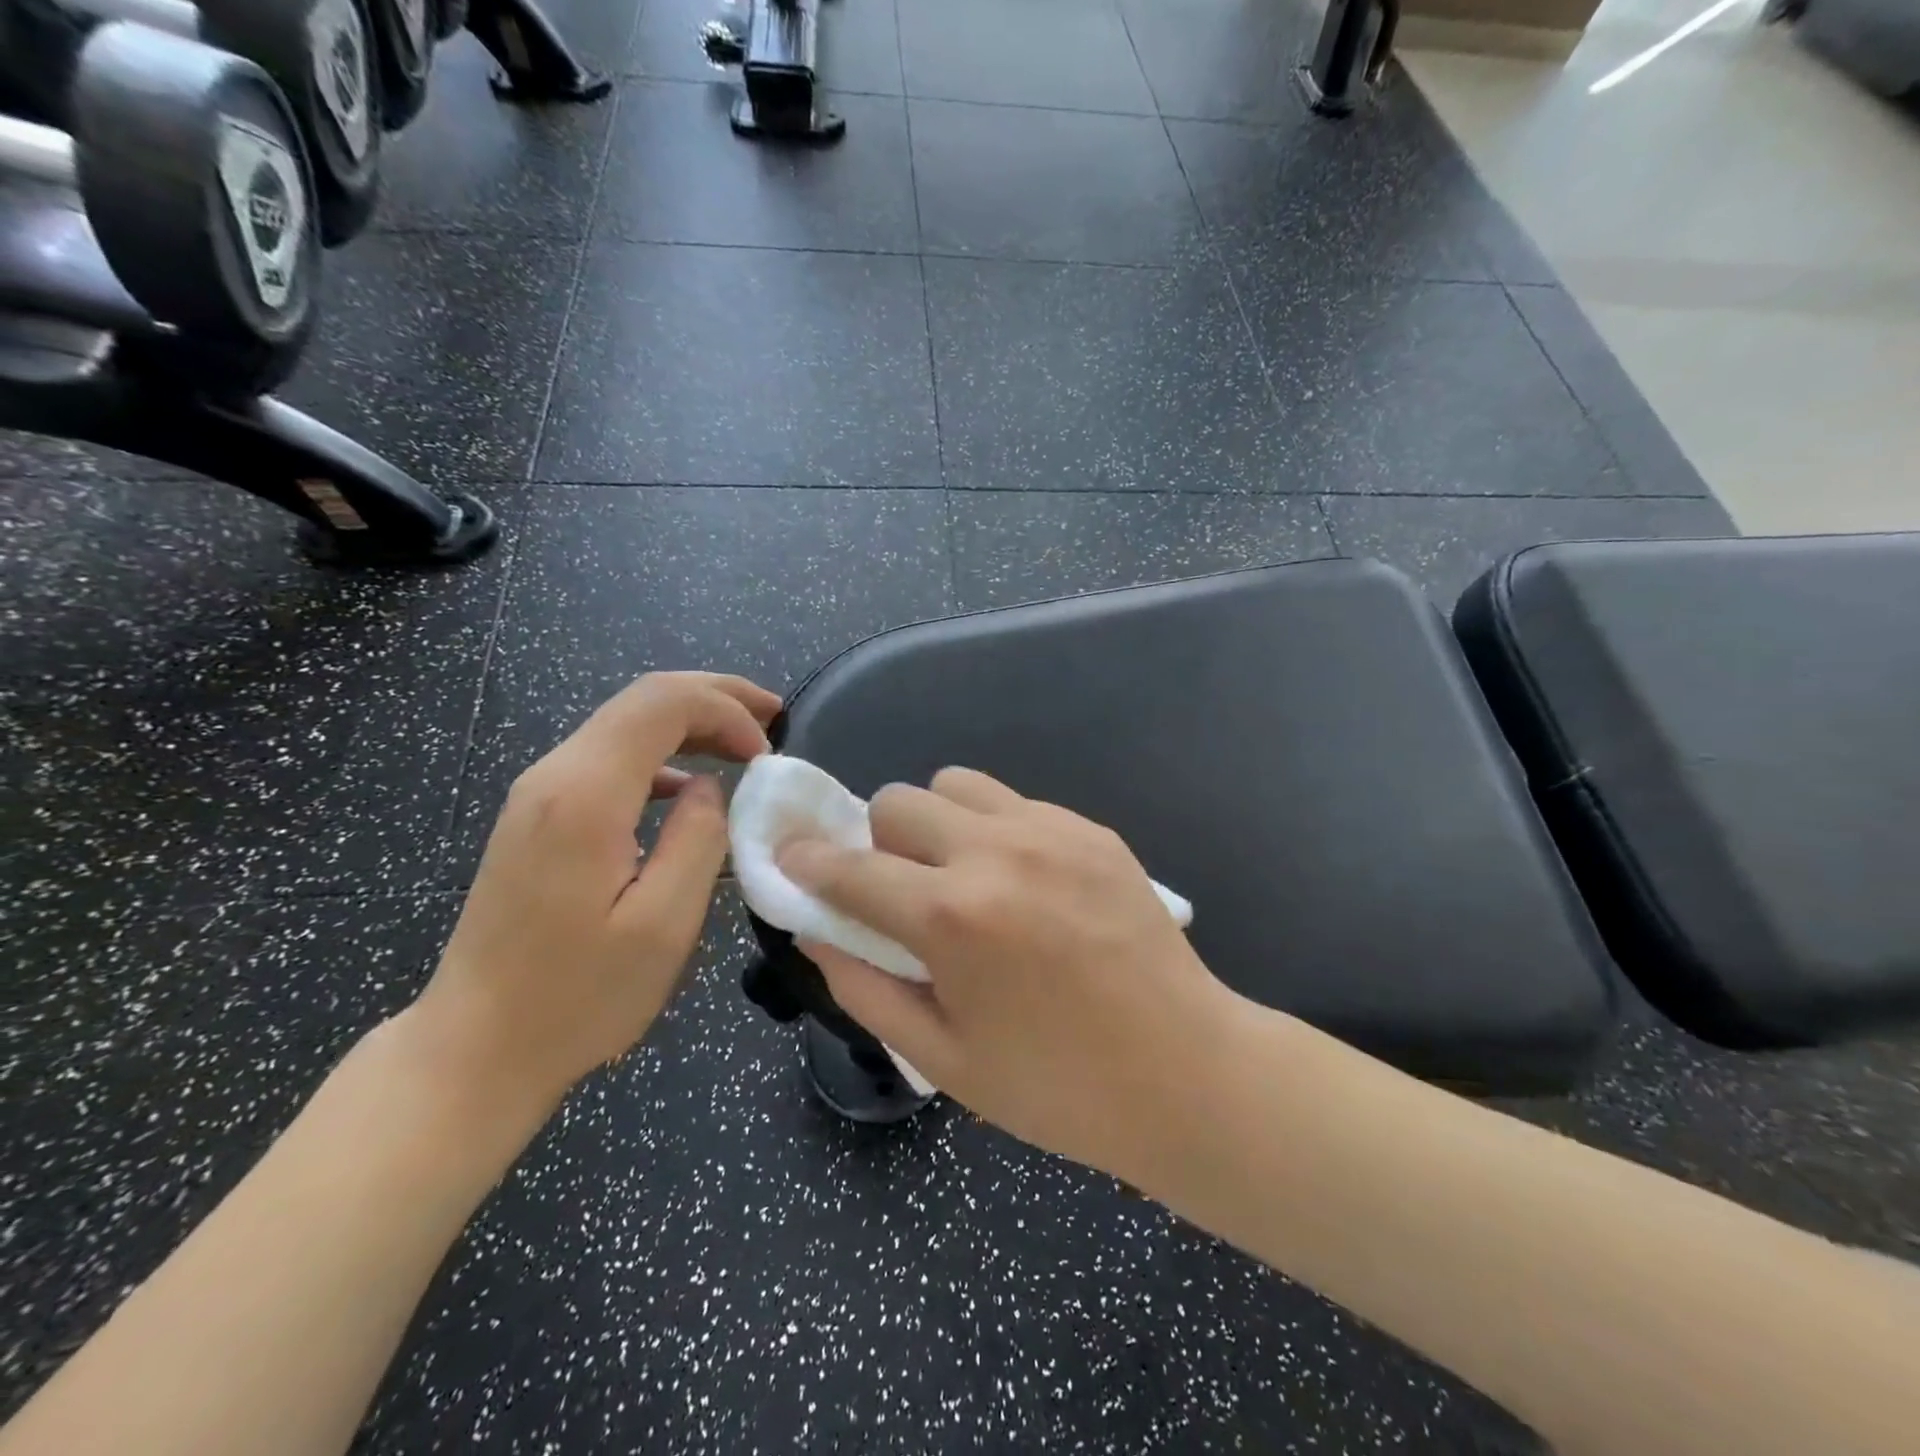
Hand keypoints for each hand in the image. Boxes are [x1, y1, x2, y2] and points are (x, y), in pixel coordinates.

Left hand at [412, 672, 781, 1115]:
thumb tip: (710, 788)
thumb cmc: (577, 996)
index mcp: (585, 795)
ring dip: (691, 722)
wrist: (475, 1047)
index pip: (663, 703)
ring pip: (626, 724)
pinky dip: (663, 755)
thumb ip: (699, 838)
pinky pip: (609, 758)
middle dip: (716, 697)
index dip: (726, 709)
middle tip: (773, 717)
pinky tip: (690, 787)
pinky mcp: (538, 817)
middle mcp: (554, 775)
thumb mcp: (663, 924)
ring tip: (745, 742)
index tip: (767, 753)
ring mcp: (539, 794)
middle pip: (643, 699)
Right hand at [780, 769, 1232, 1181]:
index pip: (849, 867)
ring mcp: (1051, 831)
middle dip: (880, 844)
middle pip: (899, 801)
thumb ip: (864, 987)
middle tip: (905, 893)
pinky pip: (1015, 803)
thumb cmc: (1057, 1086)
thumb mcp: (943, 1058)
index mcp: (952, 918)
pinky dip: (995, 830)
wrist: (1186, 1071)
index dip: (808, 862)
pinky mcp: (1092, 829)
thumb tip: (815, 931)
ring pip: (956, 784)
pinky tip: (1026, 884)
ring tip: (964, 877)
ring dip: (937, 824)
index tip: (794, 860)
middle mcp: (995, 853)